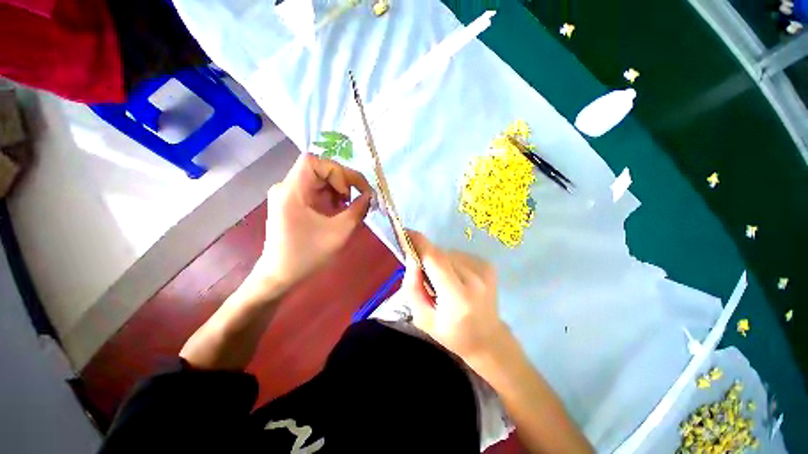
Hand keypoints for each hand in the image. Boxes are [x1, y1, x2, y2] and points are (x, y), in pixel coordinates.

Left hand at [251, 153, 371, 293]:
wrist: (280, 277)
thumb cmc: (307, 255)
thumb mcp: (339, 232)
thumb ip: (357, 210)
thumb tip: (370, 196)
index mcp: (292, 191)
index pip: (314, 161)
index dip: (337, 171)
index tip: (349, 192)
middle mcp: (286, 187)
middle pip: (318, 169)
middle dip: (342, 181)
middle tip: (358, 198)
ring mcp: (288, 195)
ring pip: (318, 180)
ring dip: (338, 189)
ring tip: (349, 207)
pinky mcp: (292, 204)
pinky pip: (315, 191)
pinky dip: (331, 197)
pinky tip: (339, 211)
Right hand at [402, 230, 508, 364]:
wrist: (487, 339)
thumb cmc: (451, 333)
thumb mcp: (423, 317)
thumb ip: (413, 287)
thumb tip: (411, 256)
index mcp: (458, 298)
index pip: (436, 261)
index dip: (420, 243)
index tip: (406, 232)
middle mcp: (475, 281)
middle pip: (441, 255)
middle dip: (427, 257)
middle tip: (423, 274)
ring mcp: (485, 271)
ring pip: (450, 253)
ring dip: (440, 262)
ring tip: (443, 281)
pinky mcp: (489, 266)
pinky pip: (460, 255)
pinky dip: (452, 262)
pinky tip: (456, 279)